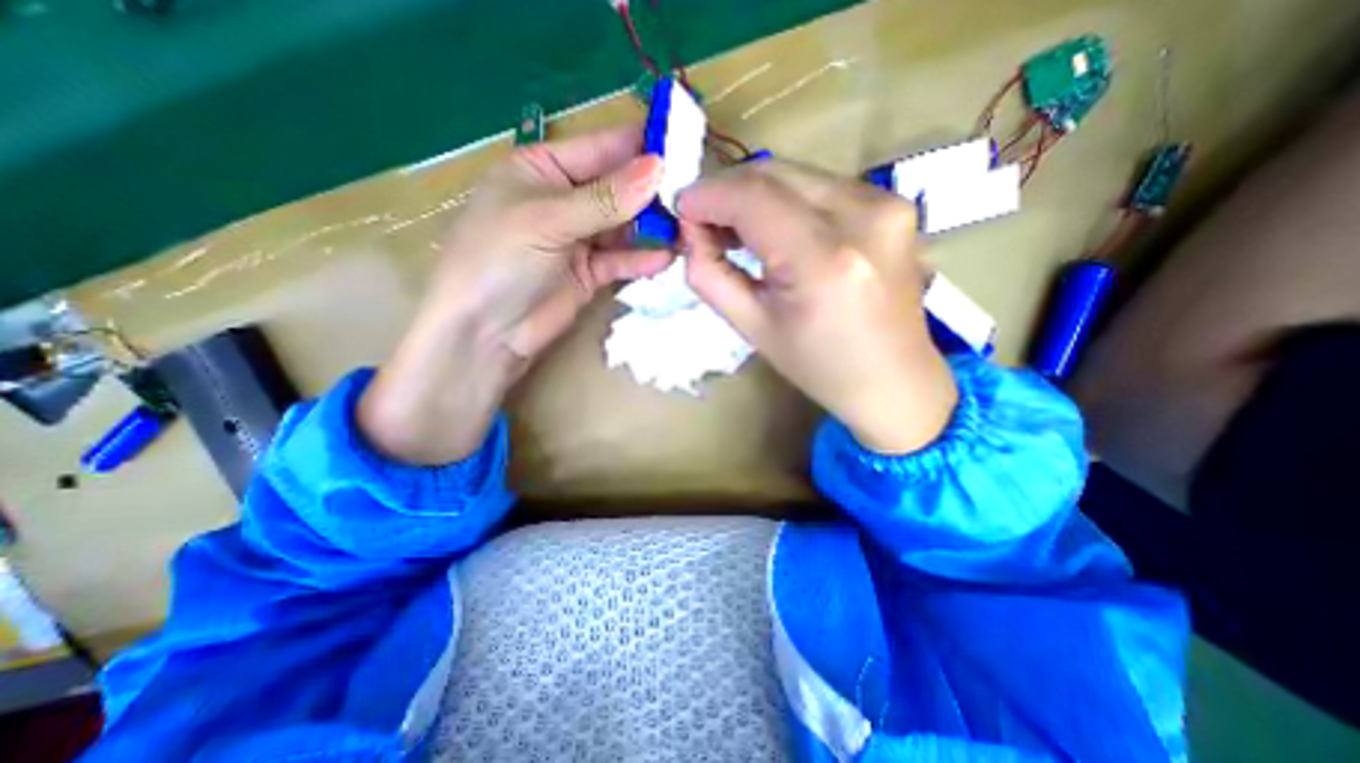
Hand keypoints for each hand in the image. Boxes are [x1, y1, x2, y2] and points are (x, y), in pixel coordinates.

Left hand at [359, 124, 672, 464]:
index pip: (599, 148)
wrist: (485, 333)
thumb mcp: (547, 220)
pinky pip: (621, 260)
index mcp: (542, 169)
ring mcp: (579, 240)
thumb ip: (605, 199)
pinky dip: (642, 259)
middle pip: (617, 188)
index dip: (638, 145)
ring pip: (624, 226)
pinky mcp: (590, 274)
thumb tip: (657, 169)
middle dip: (652, 190)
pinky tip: (667, 258)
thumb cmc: (499, 260)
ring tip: (688, 228)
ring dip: (653, 227)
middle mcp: (564, 200)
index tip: (682, 145)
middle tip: (693, 193)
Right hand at [677, 157, 954, 453]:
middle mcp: (863, 217)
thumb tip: (690, 232)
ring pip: (797, 174)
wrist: (894, 379)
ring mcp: (887, 203)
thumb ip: (711, 275)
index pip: (753, 198)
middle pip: (775, 174)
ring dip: (756, 194)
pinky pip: (822, 185)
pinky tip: (775, 228)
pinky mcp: (894, 204)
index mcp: (824, 261)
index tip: (681, 208)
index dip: (708, 195)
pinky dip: (787, 199)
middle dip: (728, 190)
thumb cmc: (819, 366)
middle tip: (703, 221)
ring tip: (735, 229)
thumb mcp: (752, 328)